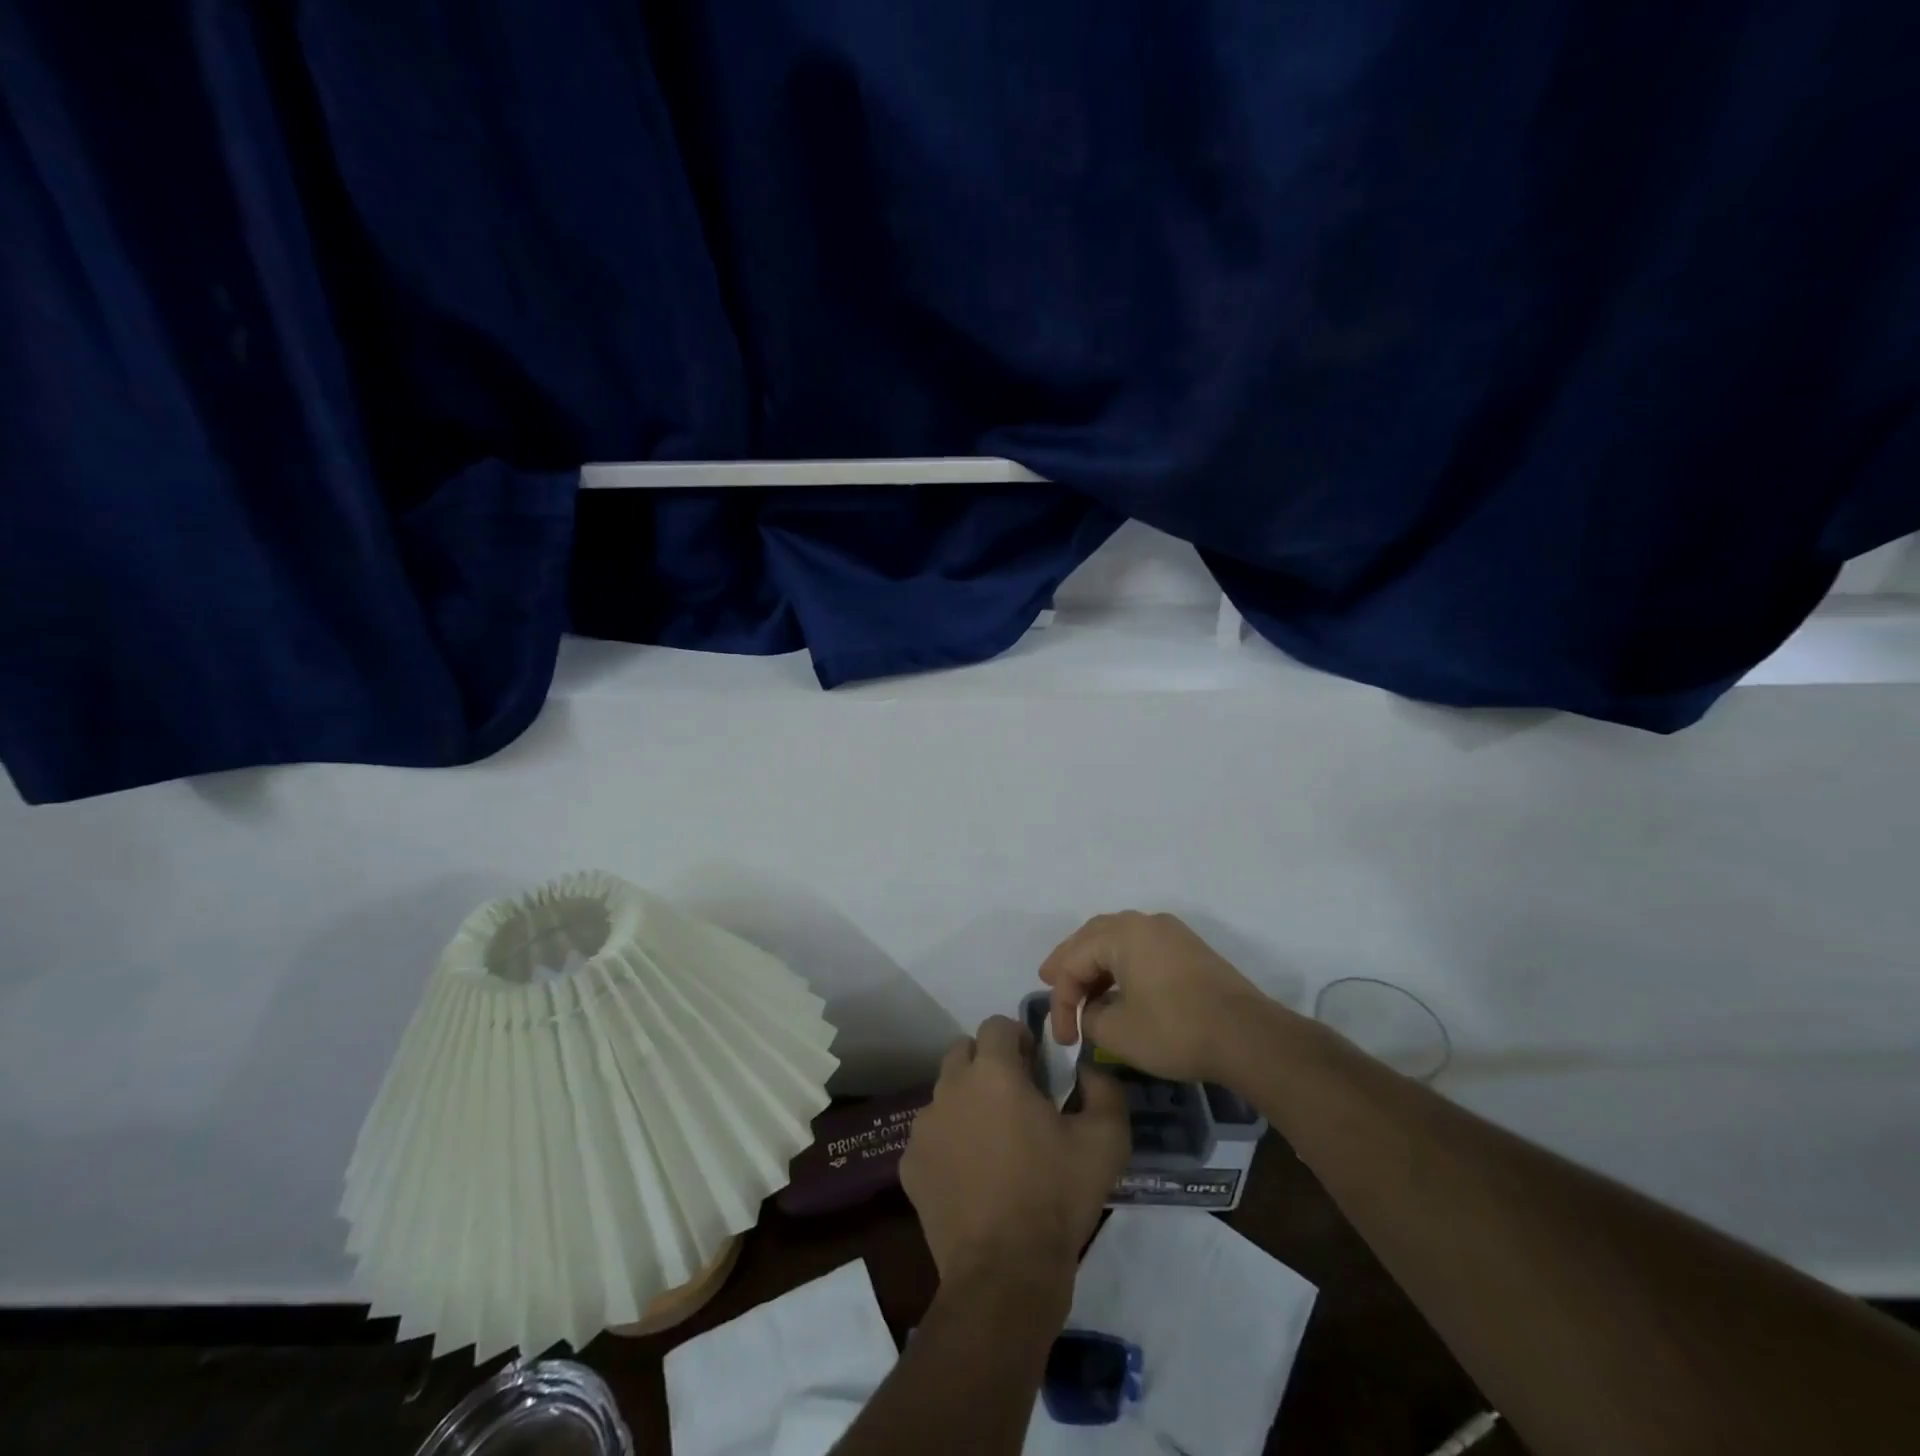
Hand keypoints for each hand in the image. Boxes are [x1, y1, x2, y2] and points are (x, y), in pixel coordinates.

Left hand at [902, 1016, 1130, 1299]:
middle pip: (964, 1052)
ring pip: (945, 1093)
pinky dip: (949, 1143)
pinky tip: (971, 1177)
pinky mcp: (910, 1164)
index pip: (997, 1025)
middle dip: (988, 1063)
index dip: (1018, 1039)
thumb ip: (1104, 1087)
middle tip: (1015, 1099)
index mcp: (994, 1072)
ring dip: (967, 1102)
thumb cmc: (1056, 1197)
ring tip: (993, 1143)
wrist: (1005, 1274)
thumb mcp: (1106, 1140)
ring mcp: (924, 1126)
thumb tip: (1089, 1067)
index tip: (1036, 1069)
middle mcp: (951, 1087)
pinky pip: (930, 1136)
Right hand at [1040, 911, 1281, 1082]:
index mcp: (1123, 933)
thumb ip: (1090, 1017)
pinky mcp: (1188, 949)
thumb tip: (1092, 1011)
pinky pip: (1140, 948)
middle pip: (1092, 937)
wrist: (1248, 1037)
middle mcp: (1145, 922)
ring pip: (1117, 940)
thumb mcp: (1118, 1032)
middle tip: (1048, 982)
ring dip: (1095, 964)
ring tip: (1080, 988)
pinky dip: (1120, 965)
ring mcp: (1170, 933)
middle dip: (1069, 964)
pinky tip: (1116, 988)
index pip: (1073, 960)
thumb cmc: (1176, 1030)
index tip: (1064, 1038)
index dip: (1061, 1000)